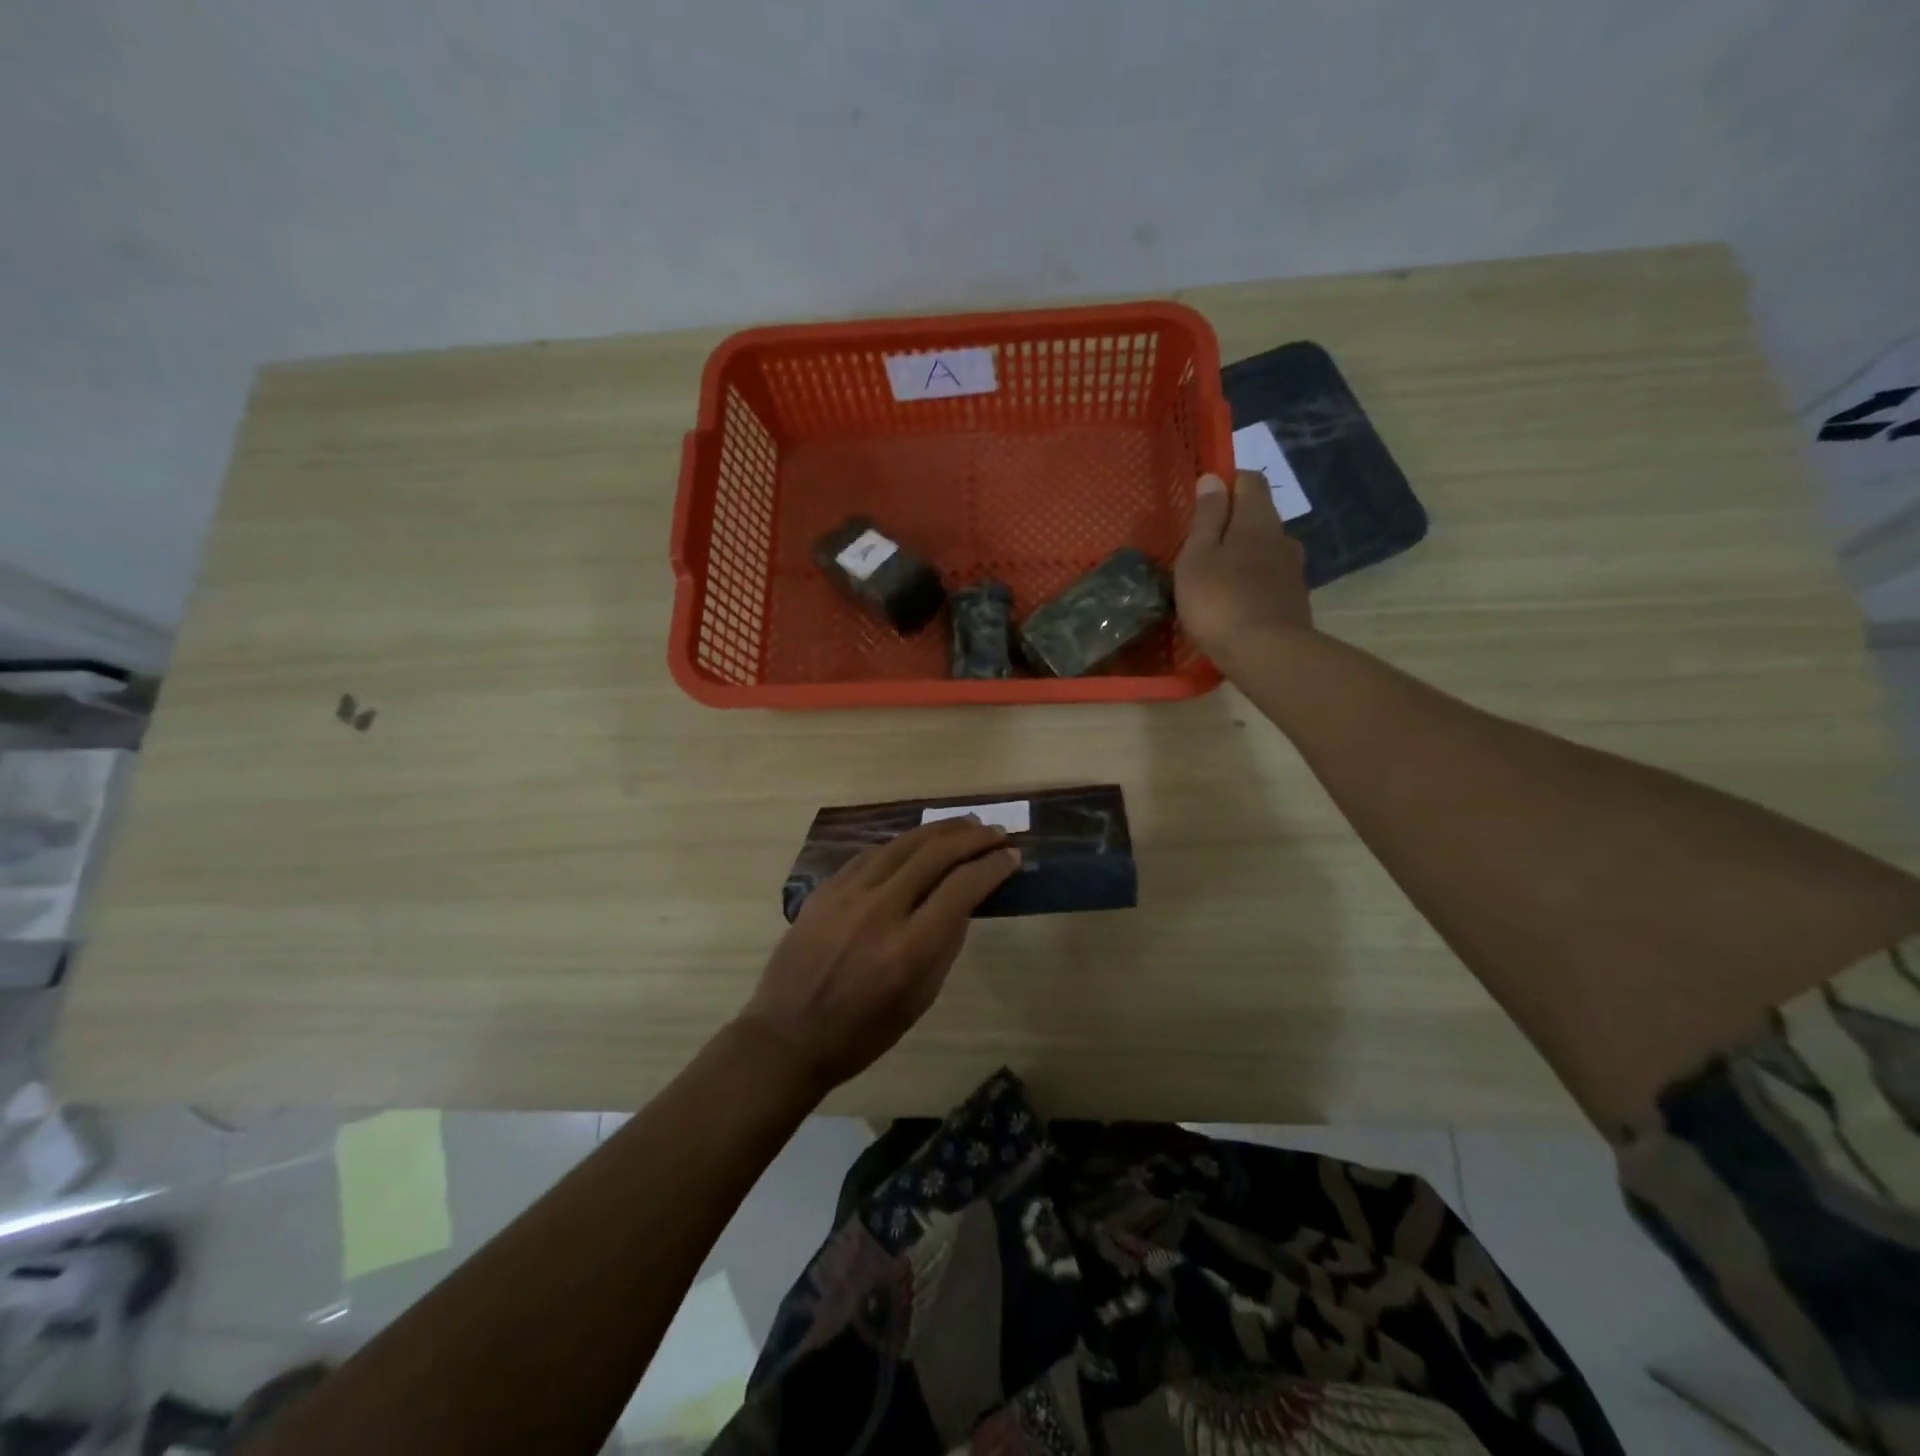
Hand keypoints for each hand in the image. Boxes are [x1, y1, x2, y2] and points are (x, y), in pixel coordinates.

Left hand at [736, 817, 1019, 1092]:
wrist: (788, 1036)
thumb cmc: (863, 1032)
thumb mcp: (920, 998)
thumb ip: (945, 945)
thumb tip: (964, 900)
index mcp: (908, 949)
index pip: (961, 888)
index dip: (992, 867)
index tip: (1011, 856)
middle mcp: (879, 912)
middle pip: (934, 855)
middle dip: (971, 838)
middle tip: (995, 832)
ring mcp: (847, 895)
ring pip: (901, 845)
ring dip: (938, 830)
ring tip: (964, 823)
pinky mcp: (825, 890)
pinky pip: (870, 854)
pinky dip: (900, 843)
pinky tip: (916, 840)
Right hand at [1174, 471, 1311, 661]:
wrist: (1266, 654)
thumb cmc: (1220, 600)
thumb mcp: (1198, 556)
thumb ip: (1206, 517)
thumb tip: (1213, 478)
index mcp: (1258, 520)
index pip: (1250, 481)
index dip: (1227, 484)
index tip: (1203, 502)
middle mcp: (1283, 537)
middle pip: (1259, 516)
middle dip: (1233, 523)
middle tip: (1202, 546)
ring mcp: (1293, 570)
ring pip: (1265, 549)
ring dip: (1243, 555)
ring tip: (1216, 578)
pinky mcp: (1294, 600)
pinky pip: (1270, 579)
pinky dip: (1252, 582)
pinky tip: (1234, 602)